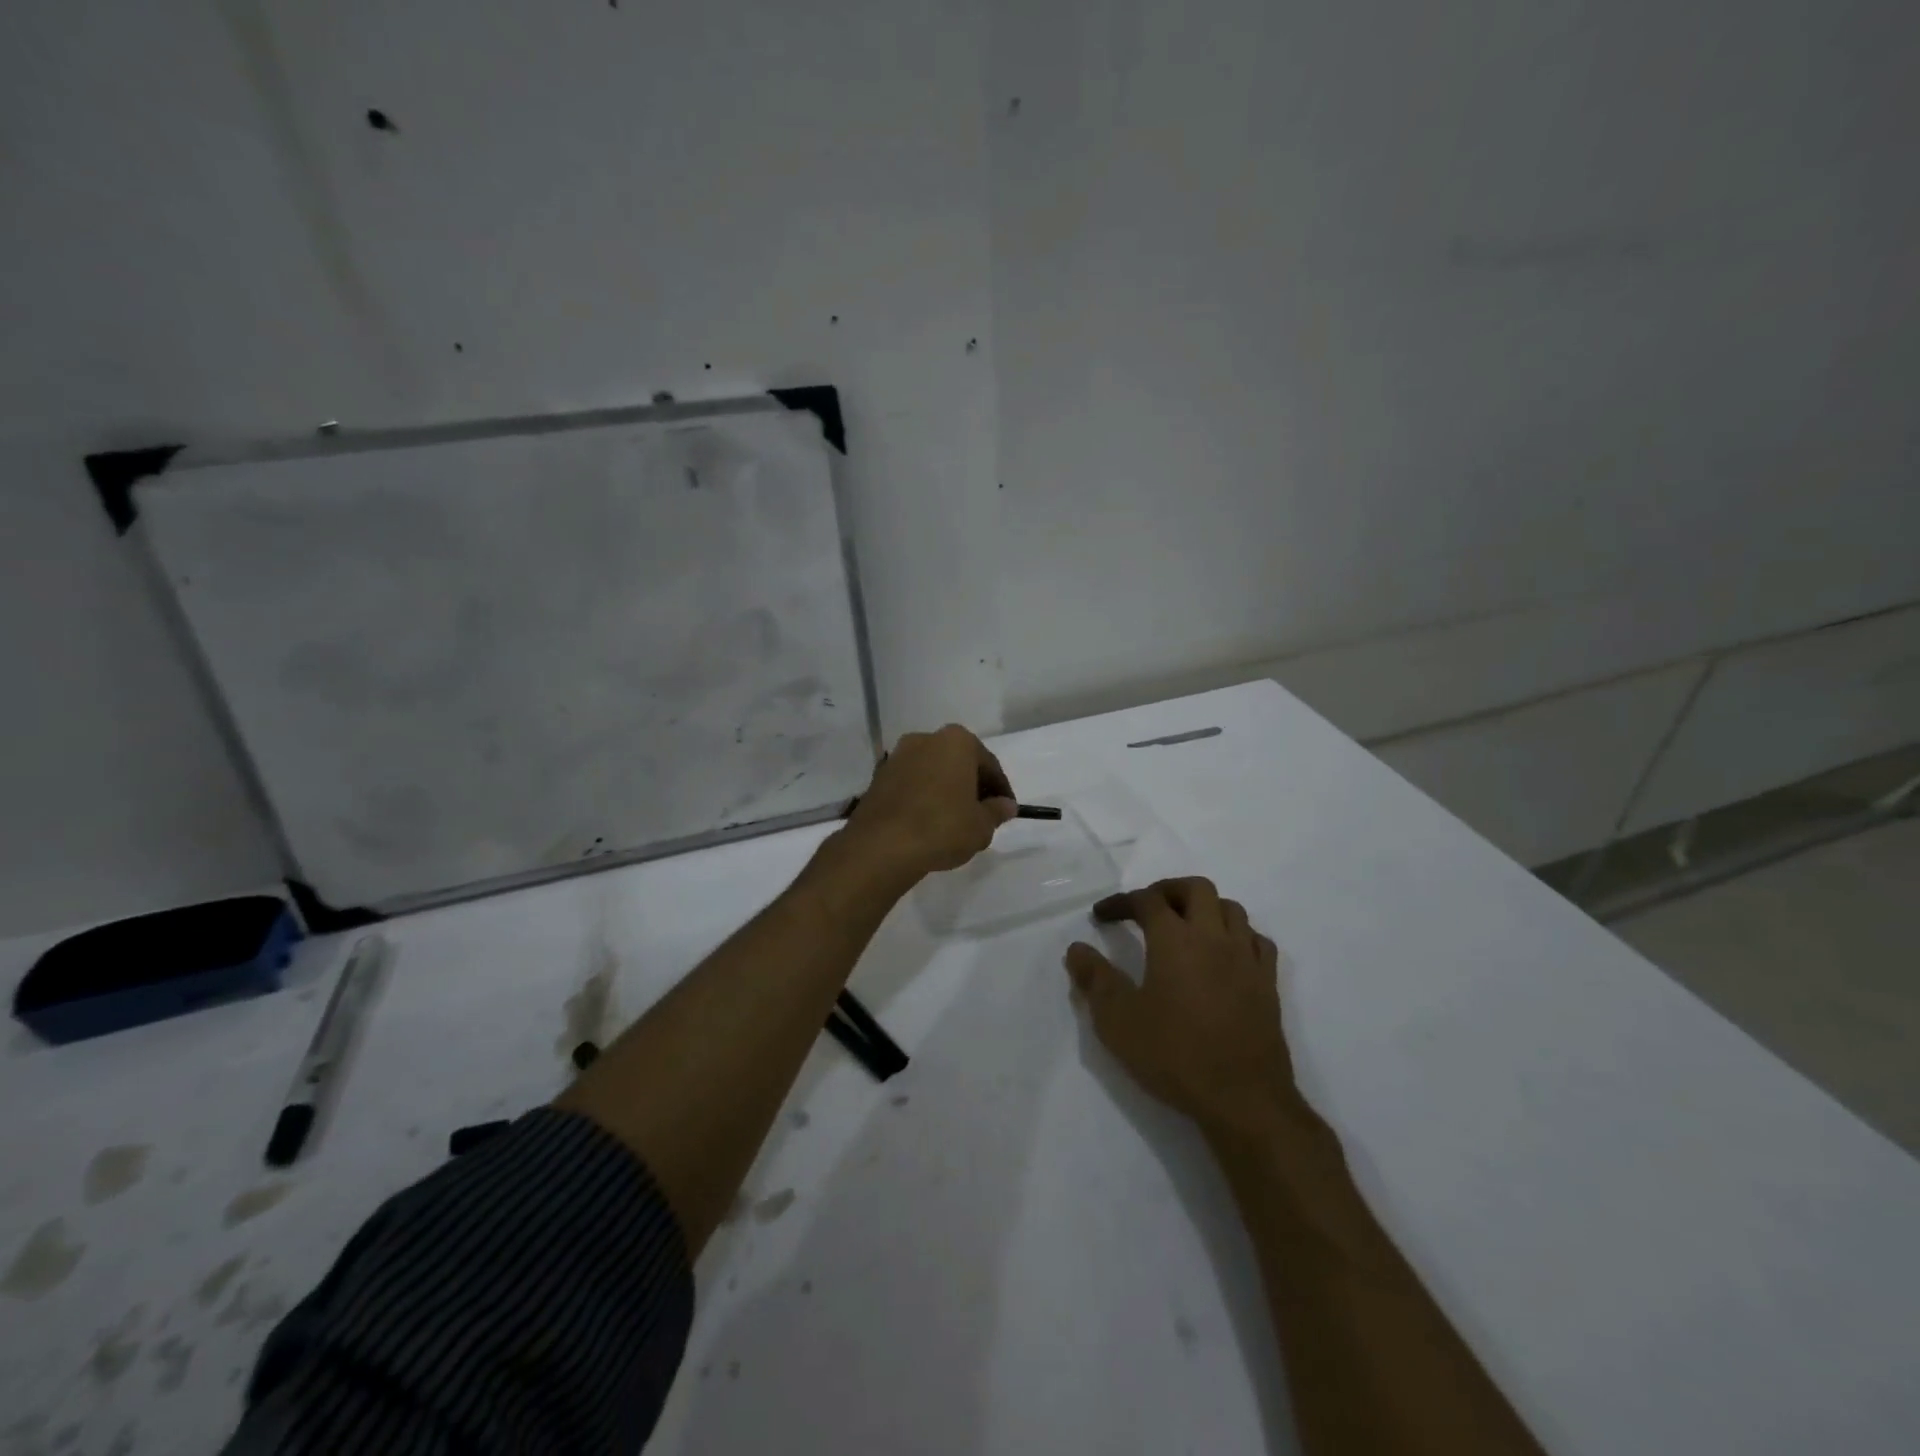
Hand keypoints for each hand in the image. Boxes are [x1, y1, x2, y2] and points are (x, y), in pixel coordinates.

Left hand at [844, 724, 1016, 880]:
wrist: (881, 845)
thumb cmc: (942, 827)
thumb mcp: (981, 825)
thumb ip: (997, 811)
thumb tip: (1006, 806)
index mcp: (957, 741)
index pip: (988, 764)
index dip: (1000, 790)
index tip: (1006, 810)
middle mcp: (925, 739)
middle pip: (958, 763)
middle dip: (971, 785)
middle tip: (982, 814)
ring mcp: (898, 756)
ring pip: (932, 772)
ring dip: (945, 790)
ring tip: (954, 821)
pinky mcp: (878, 777)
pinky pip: (911, 784)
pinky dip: (923, 797)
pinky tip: (928, 822)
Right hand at [1064, 877, 1292, 1134]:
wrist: (1244, 1099)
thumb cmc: (1174, 1055)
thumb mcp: (1118, 1021)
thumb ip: (1095, 980)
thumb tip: (1077, 949)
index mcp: (1175, 939)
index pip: (1146, 900)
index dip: (1121, 902)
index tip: (1101, 916)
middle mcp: (1214, 937)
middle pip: (1196, 888)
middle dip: (1167, 890)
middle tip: (1146, 908)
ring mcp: (1246, 959)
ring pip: (1231, 908)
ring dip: (1204, 908)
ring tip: (1185, 927)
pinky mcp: (1268, 984)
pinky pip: (1256, 940)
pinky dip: (1237, 935)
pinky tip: (1225, 953)